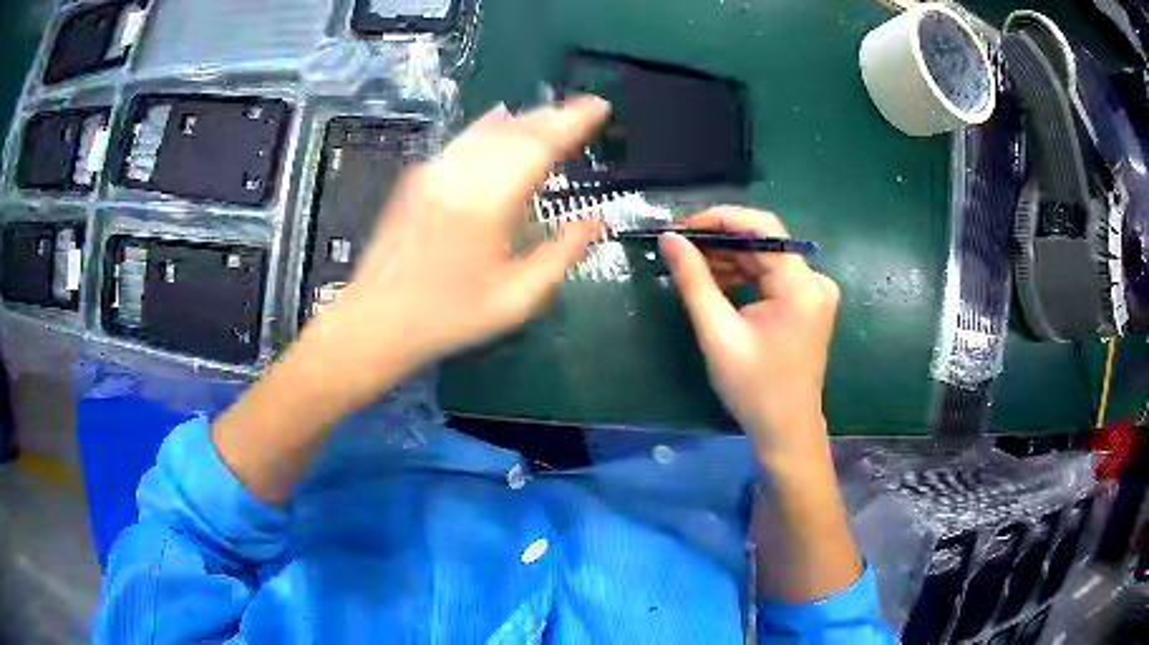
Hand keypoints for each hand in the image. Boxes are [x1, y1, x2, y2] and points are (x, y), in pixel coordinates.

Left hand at [304, 97, 609, 404]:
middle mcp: (459, 175)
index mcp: (487, 204)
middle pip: (515, 129)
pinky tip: (504, 122)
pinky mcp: (418, 177)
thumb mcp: (516, 300)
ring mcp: (434, 171)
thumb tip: (595, 220)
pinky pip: (463, 139)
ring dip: (526, 118)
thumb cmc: (449, 317)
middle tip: (584, 110)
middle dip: (554, 114)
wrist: (376, 321)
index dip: (573, 121)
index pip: (539, 145)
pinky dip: (492, 127)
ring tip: (554, 115)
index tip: (599, 106)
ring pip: (487, 129)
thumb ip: (561, 255)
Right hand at [659, 206, 839, 464]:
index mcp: (801, 286)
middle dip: (720, 241)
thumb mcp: (718, 333)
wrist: (786, 430)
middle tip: (679, 248)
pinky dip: (744, 275)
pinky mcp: (807, 304)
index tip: (682, 227)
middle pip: (764, 241)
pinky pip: (772, 276)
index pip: (763, 227)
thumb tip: (669, 238)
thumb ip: (694, 280)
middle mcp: (815, 280)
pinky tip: (716, 283)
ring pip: (766, 258)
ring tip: (691, 267)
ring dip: (729, 259)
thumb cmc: (753, 388)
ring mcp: (814, 292)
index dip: (720, 219)